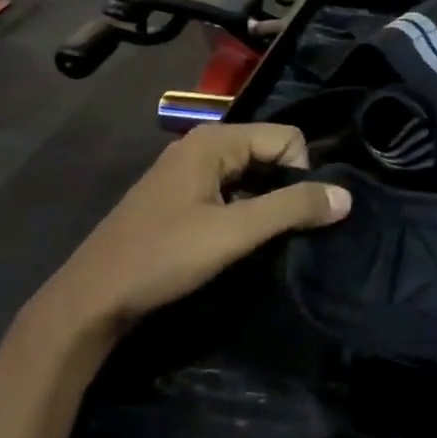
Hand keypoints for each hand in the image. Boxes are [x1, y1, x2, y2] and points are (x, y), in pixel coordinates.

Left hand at [35, 124, 348, 343]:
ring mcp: (187, 170)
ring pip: (250, 173)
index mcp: (215, 140)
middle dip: (285, 186)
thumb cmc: (163, 257)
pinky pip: (229, 188)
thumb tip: (346, 196)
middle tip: (283, 230)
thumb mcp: (234, 233)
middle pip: (269, 151)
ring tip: (263, 238)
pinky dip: (244, 208)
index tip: (294, 216)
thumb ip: (291, 209)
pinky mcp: (180, 196)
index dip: (301, 173)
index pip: (287, 137)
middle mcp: (202, 144)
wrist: (90, 300)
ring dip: (264, 201)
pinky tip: (236, 240)